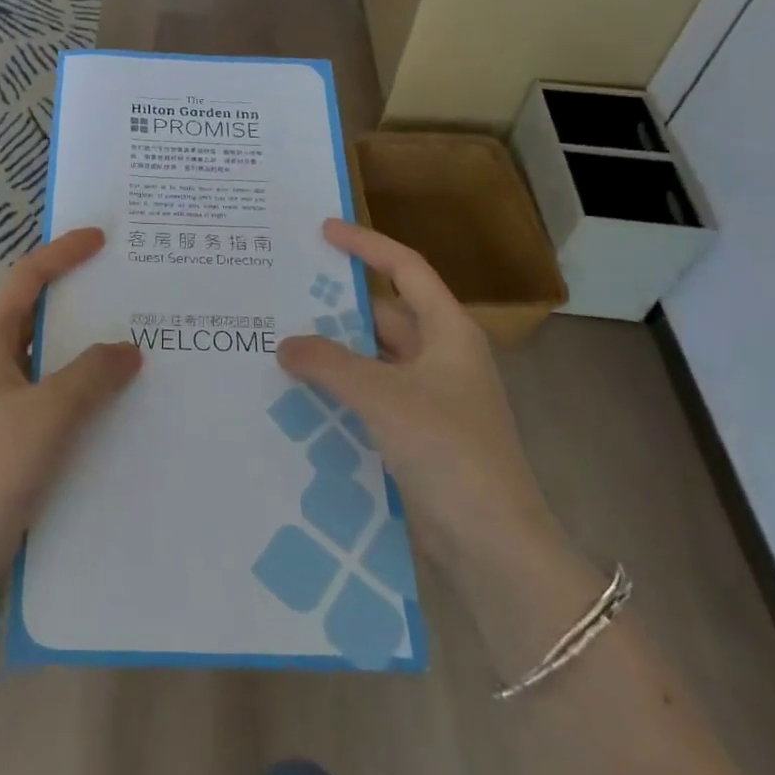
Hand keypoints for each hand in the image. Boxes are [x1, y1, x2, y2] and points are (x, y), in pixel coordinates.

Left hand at [0, 227, 142, 601]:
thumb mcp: (49, 414)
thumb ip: (92, 374)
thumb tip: (129, 348)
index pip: (27, 279)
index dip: (63, 253)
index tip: (101, 238)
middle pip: (36, 313)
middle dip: (79, 298)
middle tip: (127, 289)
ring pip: (45, 356)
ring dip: (83, 346)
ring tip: (131, 341)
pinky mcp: (5, 433)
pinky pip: (48, 391)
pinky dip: (79, 384)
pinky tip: (112, 400)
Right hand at [277, 220, 556, 563]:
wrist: (492, 543)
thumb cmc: (447, 450)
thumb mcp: (382, 396)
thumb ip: (329, 363)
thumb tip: (285, 344)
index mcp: (448, 332)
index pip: (406, 268)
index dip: (366, 244)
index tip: (323, 231)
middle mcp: (442, 357)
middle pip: (385, 314)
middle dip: (337, 307)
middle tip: (285, 295)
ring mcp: (431, 398)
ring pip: (374, 358)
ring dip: (334, 353)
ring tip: (282, 343)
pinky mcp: (418, 434)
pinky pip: (371, 396)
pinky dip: (340, 389)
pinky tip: (301, 394)